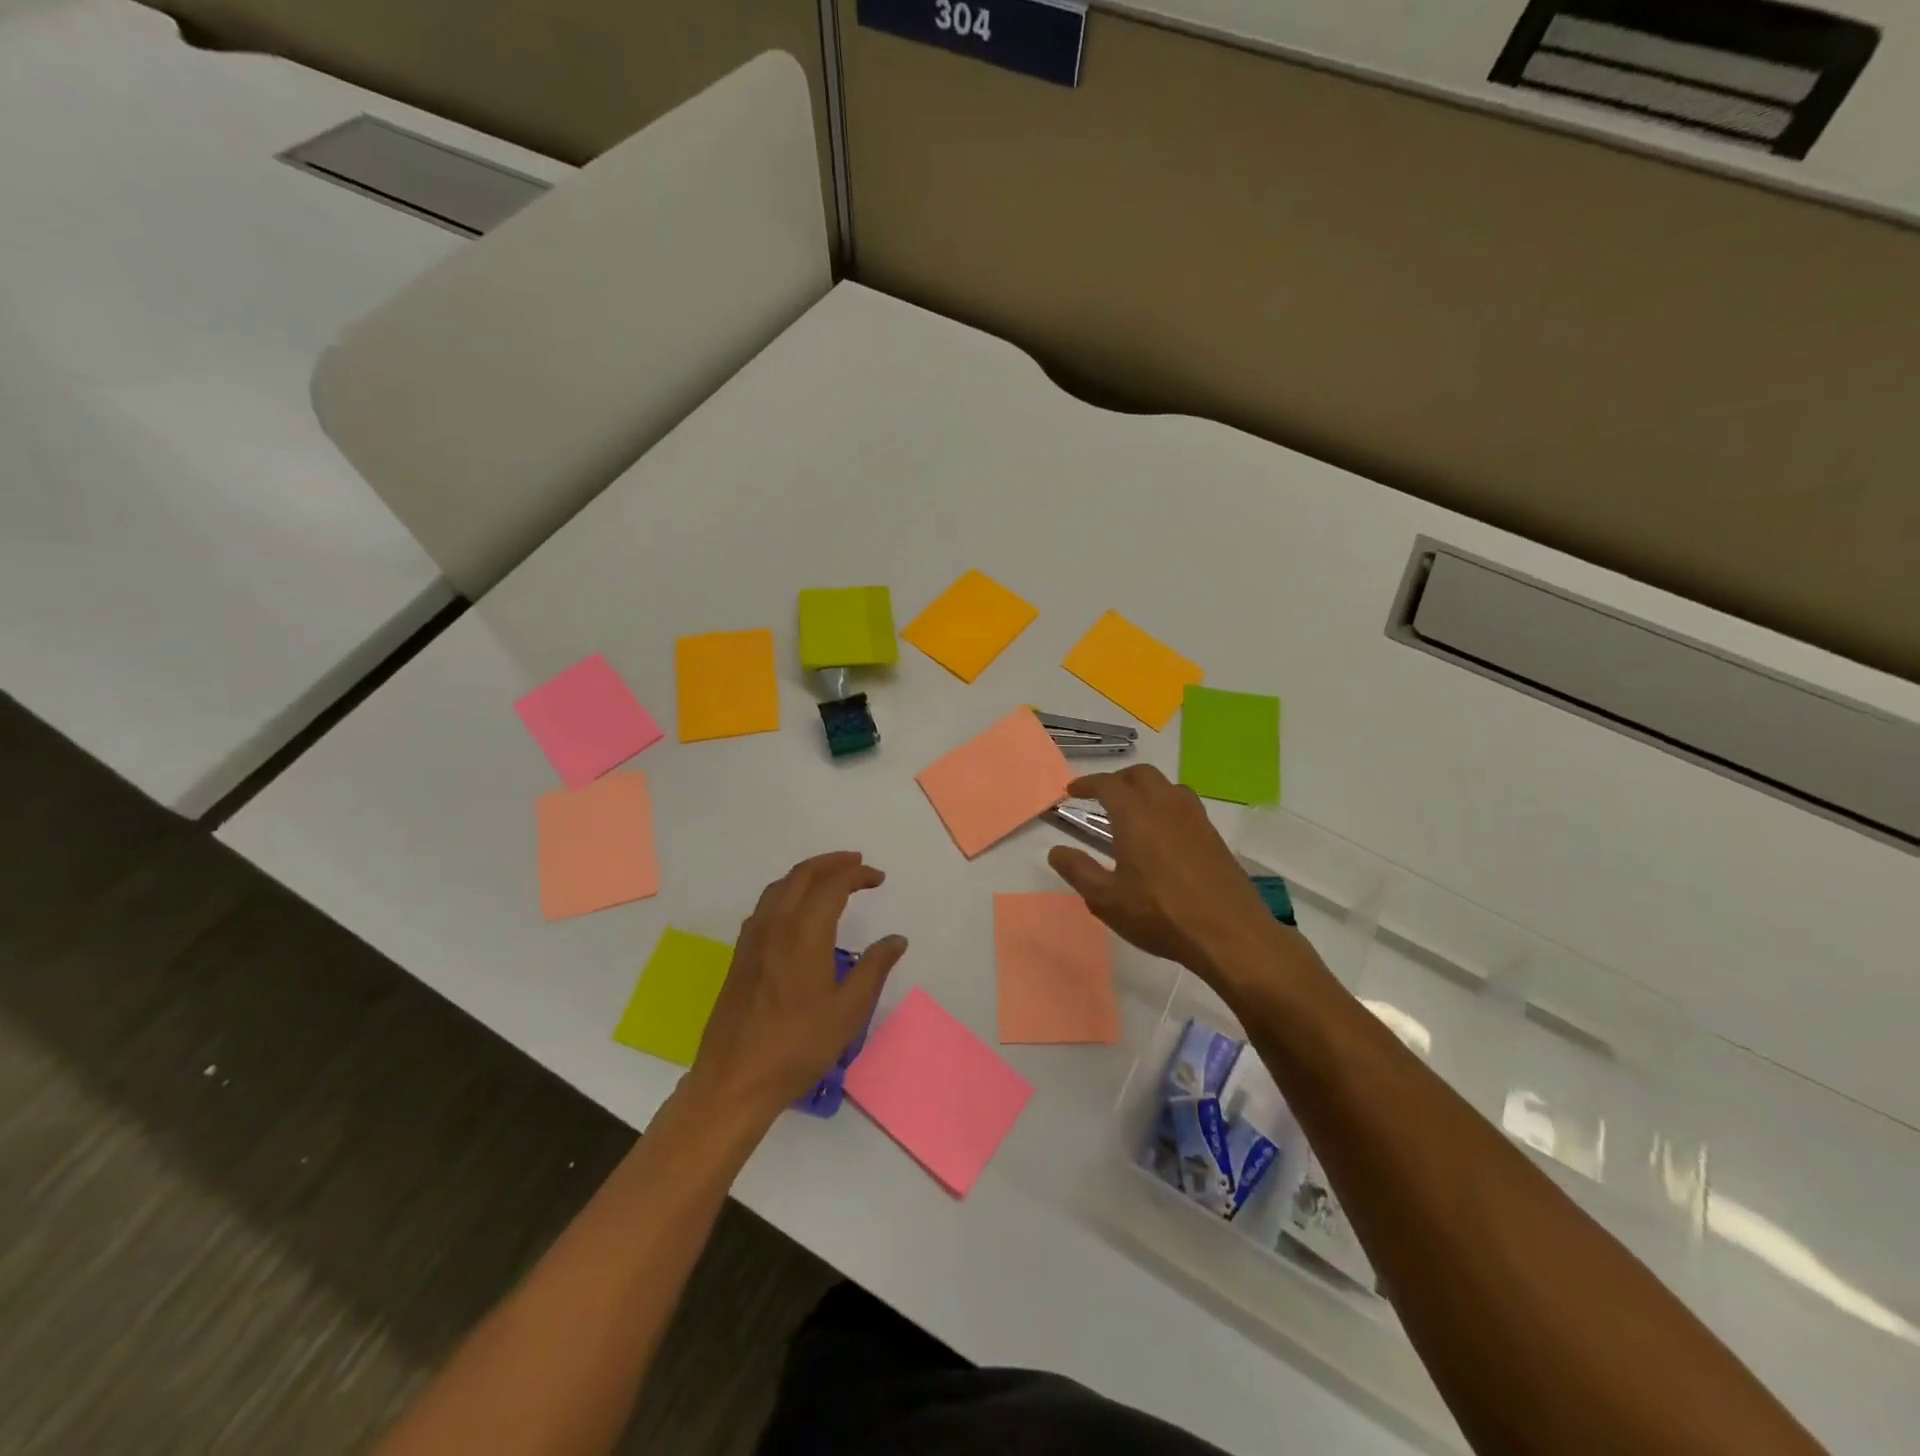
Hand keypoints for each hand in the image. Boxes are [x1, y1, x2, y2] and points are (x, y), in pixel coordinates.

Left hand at [688, 852, 906, 1121]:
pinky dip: (787, 892)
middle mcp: (775, 925)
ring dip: (807, 874)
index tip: (878, 878)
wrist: (735, 1079)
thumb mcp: (849, 1011)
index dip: (857, 875)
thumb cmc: (798, 1046)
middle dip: (832, 863)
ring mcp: (752, 939)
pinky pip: (765, 905)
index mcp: (805, 934)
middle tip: (857, 863)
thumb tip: (896, 939)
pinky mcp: (740, 955)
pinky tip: (797, 910)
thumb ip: (874, 968)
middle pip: (802, 875)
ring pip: (779, 887)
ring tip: (830, 878)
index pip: (833, 885)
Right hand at [1047, 766, 1285, 989]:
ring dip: (1146, 789)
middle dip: (1118, 780)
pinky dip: (1166, 806)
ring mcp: (1195, 819)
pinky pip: (1185, 805)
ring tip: (1133, 811)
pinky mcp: (1213, 836)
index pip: (1107, 784)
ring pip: (1167, 786)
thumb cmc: (1160, 914)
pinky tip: (1162, 835)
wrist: (1229, 934)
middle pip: (1141, 775)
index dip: (1087, 783)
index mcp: (1135, 815)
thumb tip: (1056, 851)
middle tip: (1101, 796)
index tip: (1072, 790)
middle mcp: (1166, 806)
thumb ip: (1078, 871)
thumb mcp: (1106, 899)